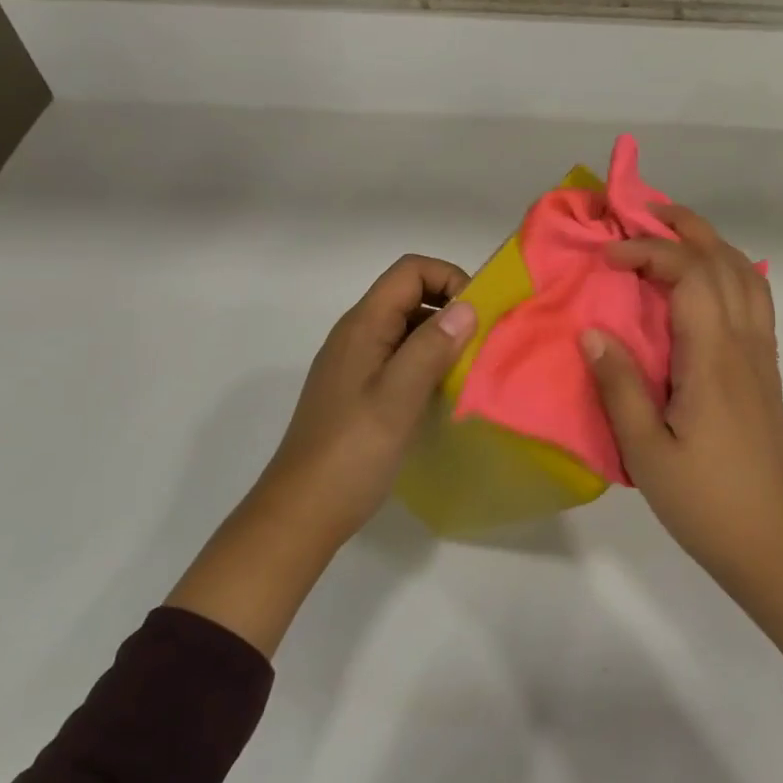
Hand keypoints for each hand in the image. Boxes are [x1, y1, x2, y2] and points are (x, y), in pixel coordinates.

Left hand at [167, 255, 475, 657]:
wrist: (302, 511)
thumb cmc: (352, 452)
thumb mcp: (398, 397)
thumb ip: (432, 347)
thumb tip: (467, 306)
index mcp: (363, 326)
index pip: (410, 271)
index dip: (449, 278)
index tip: (477, 315)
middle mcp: (357, 334)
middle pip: (409, 295)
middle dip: (450, 307)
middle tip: (481, 344)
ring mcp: (355, 362)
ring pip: (406, 327)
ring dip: (441, 337)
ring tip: (468, 369)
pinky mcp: (358, 389)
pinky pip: (399, 356)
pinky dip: (426, 361)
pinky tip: (442, 392)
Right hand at [581, 207, 782, 663]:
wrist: (777, 542)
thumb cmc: (707, 501)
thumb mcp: (647, 451)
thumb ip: (620, 386)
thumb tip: (593, 331)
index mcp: (713, 357)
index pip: (690, 274)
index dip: (649, 250)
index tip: (608, 256)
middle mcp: (744, 344)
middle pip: (725, 261)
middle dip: (685, 227)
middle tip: (644, 213)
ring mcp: (761, 356)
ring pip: (746, 276)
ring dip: (711, 244)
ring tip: (674, 236)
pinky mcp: (766, 373)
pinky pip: (755, 301)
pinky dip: (731, 273)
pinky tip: (707, 286)